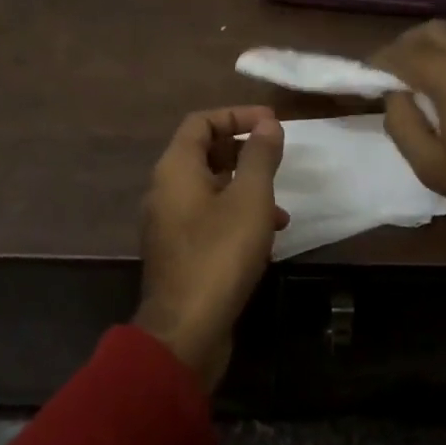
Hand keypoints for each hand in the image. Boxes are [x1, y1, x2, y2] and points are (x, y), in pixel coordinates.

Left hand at [137, 107, 287, 388]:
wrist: (186, 329)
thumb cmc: (220, 254)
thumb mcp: (250, 199)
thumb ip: (260, 157)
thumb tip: (268, 124)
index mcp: (175, 169)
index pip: (201, 122)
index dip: (237, 115)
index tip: (271, 123)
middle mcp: (165, 190)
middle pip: (203, 153)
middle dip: (243, 151)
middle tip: (276, 156)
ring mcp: (169, 223)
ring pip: (209, 188)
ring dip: (245, 188)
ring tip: (280, 206)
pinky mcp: (179, 251)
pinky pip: (208, 217)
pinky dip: (236, 216)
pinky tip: (266, 237)